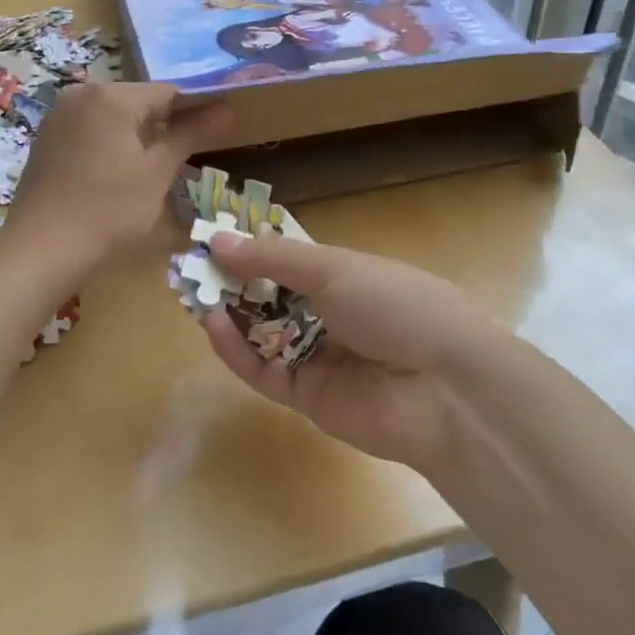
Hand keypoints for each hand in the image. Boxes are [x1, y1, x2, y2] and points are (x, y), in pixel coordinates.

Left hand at [6, 83, 228, 275]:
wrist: (43, 248)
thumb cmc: (110, 210)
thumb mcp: (157, 173)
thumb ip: (190, 135)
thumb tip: (226, 110)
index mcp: (112, 96)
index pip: (169, 92)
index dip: (198, 110)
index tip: (219, 130)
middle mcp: (82, 94)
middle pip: (140, 101)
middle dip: (167, 122)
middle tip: (192, 152)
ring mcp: (59, 115)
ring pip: (114, 116)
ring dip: (139, 134)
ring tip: (159, 165)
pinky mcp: (47, 139)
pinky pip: (91, 129)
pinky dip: (112, 142)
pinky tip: (121, 171)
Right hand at [200, 230, 489, 469]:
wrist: (444, 387)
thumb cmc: (396, 305)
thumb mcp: (335, 268)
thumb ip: (273, 258)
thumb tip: (217, 239)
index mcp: (344, 276)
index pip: (287, 260)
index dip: (251, 249)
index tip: (211, 238)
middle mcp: (328, 314)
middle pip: (269, 297)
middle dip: (233, 282)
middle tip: (190, 268)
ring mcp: (317, 356)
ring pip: (260, 334)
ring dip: (228, 314)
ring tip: (194, 293)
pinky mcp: (306, 396)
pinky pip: (262, 370)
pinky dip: (236, 349)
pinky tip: (212, 324)